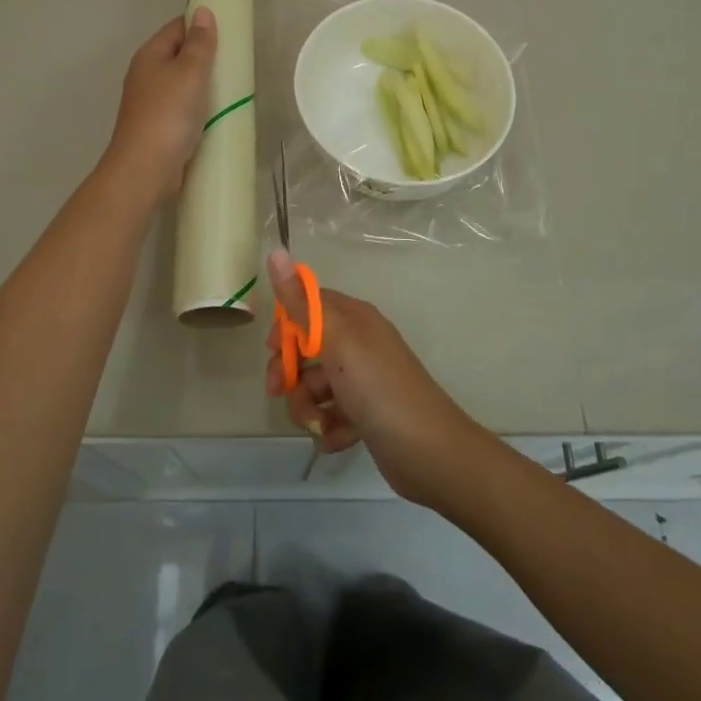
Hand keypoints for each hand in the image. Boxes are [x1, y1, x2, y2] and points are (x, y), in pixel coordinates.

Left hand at [103, 8, 217, 204]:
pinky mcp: (160, 127)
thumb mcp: (189, 72)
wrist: (145, 169)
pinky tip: (220, 114)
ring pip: (184, 84)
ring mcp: (152, 103)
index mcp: (150, 55)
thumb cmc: (168, 114)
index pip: (178, 27)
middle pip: (181, 55)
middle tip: (239, 61)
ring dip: (206, 85)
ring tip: (236, 87)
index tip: (231, 31)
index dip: (202, 25)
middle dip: (208, 57)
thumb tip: (203, 11)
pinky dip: (202, 108)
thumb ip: (199, 43)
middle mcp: (147, 75)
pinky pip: (185, 108)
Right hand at [263, 250, 483, 506]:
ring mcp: (364, 381)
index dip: (286, 325)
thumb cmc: (378, 387)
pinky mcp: (367, 414)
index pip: (309, 305)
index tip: (272, 348)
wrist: (429, 450)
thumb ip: (301, 302)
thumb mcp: (336, 339)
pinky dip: (330, 428)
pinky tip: (337, 439)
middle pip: (307, 350)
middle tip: (279, 392)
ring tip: (319, 425)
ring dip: (308, 409)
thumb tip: (277, 250)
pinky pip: (333, 416)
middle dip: (290, 374)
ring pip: (316, 388)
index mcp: (354, 319)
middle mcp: (359, 344)